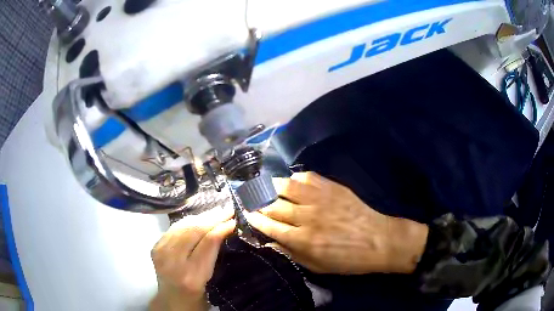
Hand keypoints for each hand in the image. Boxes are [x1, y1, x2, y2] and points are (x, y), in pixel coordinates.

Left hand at [149, 207, 235, 310]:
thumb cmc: (197, 291)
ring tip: (216, 211)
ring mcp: (161, 252)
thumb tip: (227, 226)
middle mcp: (172, 261)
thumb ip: (214, 252)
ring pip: (182, 225)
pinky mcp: (155, 245)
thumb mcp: (210, 276)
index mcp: (191, 275)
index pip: (207, 243)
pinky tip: (199, 218)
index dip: (221, 228)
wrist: (172, 298)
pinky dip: (188, 221)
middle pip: (193, 230)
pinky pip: (174, 228)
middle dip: (212, 217)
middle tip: (227, 210)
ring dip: (201, 217)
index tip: (233, 219)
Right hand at [246, 172, 427, 274]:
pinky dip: (295, 178)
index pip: (270, 225)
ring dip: (272, 186)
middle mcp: (308, 217)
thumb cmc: (348, 259)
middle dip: (258, 202)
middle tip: (251, 199)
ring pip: (287, 186)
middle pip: (274, 205)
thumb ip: (291, 253)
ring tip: (266, 187)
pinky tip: (292, 183)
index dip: (255, 218)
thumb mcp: (317, 266)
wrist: (379, 241)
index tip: (247, 213)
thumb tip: (269, 241)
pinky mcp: (332, 188)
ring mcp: (320, 199)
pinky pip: (307, 177)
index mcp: (304, 240)